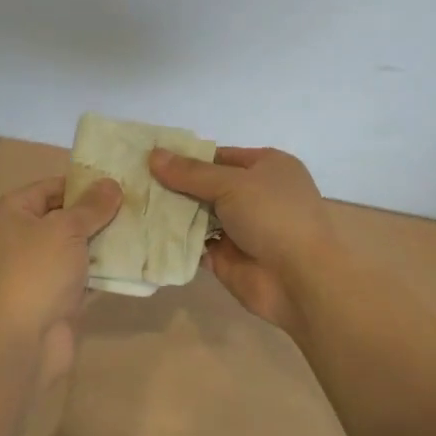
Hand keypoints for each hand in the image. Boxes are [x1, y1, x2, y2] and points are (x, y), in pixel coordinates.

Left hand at [0, 175, 121, 382]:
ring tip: (136, 229)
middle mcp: (12, 240)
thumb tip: (111, 183)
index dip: (82, 184)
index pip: (48, 188)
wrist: (21, 343)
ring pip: (70, 247)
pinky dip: (96, 269)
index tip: (116, 183)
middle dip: (93, 213)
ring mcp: (29, 271)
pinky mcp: (47, 298)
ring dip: (98, 241)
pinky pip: (75, 274)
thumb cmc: (36, 272)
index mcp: (5, 215)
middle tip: (131, 205)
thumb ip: (91, 206)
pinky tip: (126, 261)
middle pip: (59, 217)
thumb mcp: (66, 229)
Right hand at [147, 145, 337, 332]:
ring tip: (133, 204)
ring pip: (200, 215)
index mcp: (267, 167)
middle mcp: (256, 194)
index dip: (187, 157)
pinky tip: (145, 234)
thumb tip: (154, 155)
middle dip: (176, 186)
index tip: (151, 158)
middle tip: (133, 181)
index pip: (219, 156)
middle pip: (208, 185)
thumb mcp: (232, 184)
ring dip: (173, 213)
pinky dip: (176, 241)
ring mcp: (243, 228)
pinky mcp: (229, 258)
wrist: (302, 280)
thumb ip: (191, 173)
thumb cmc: (274, 216)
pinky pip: (197, 244)